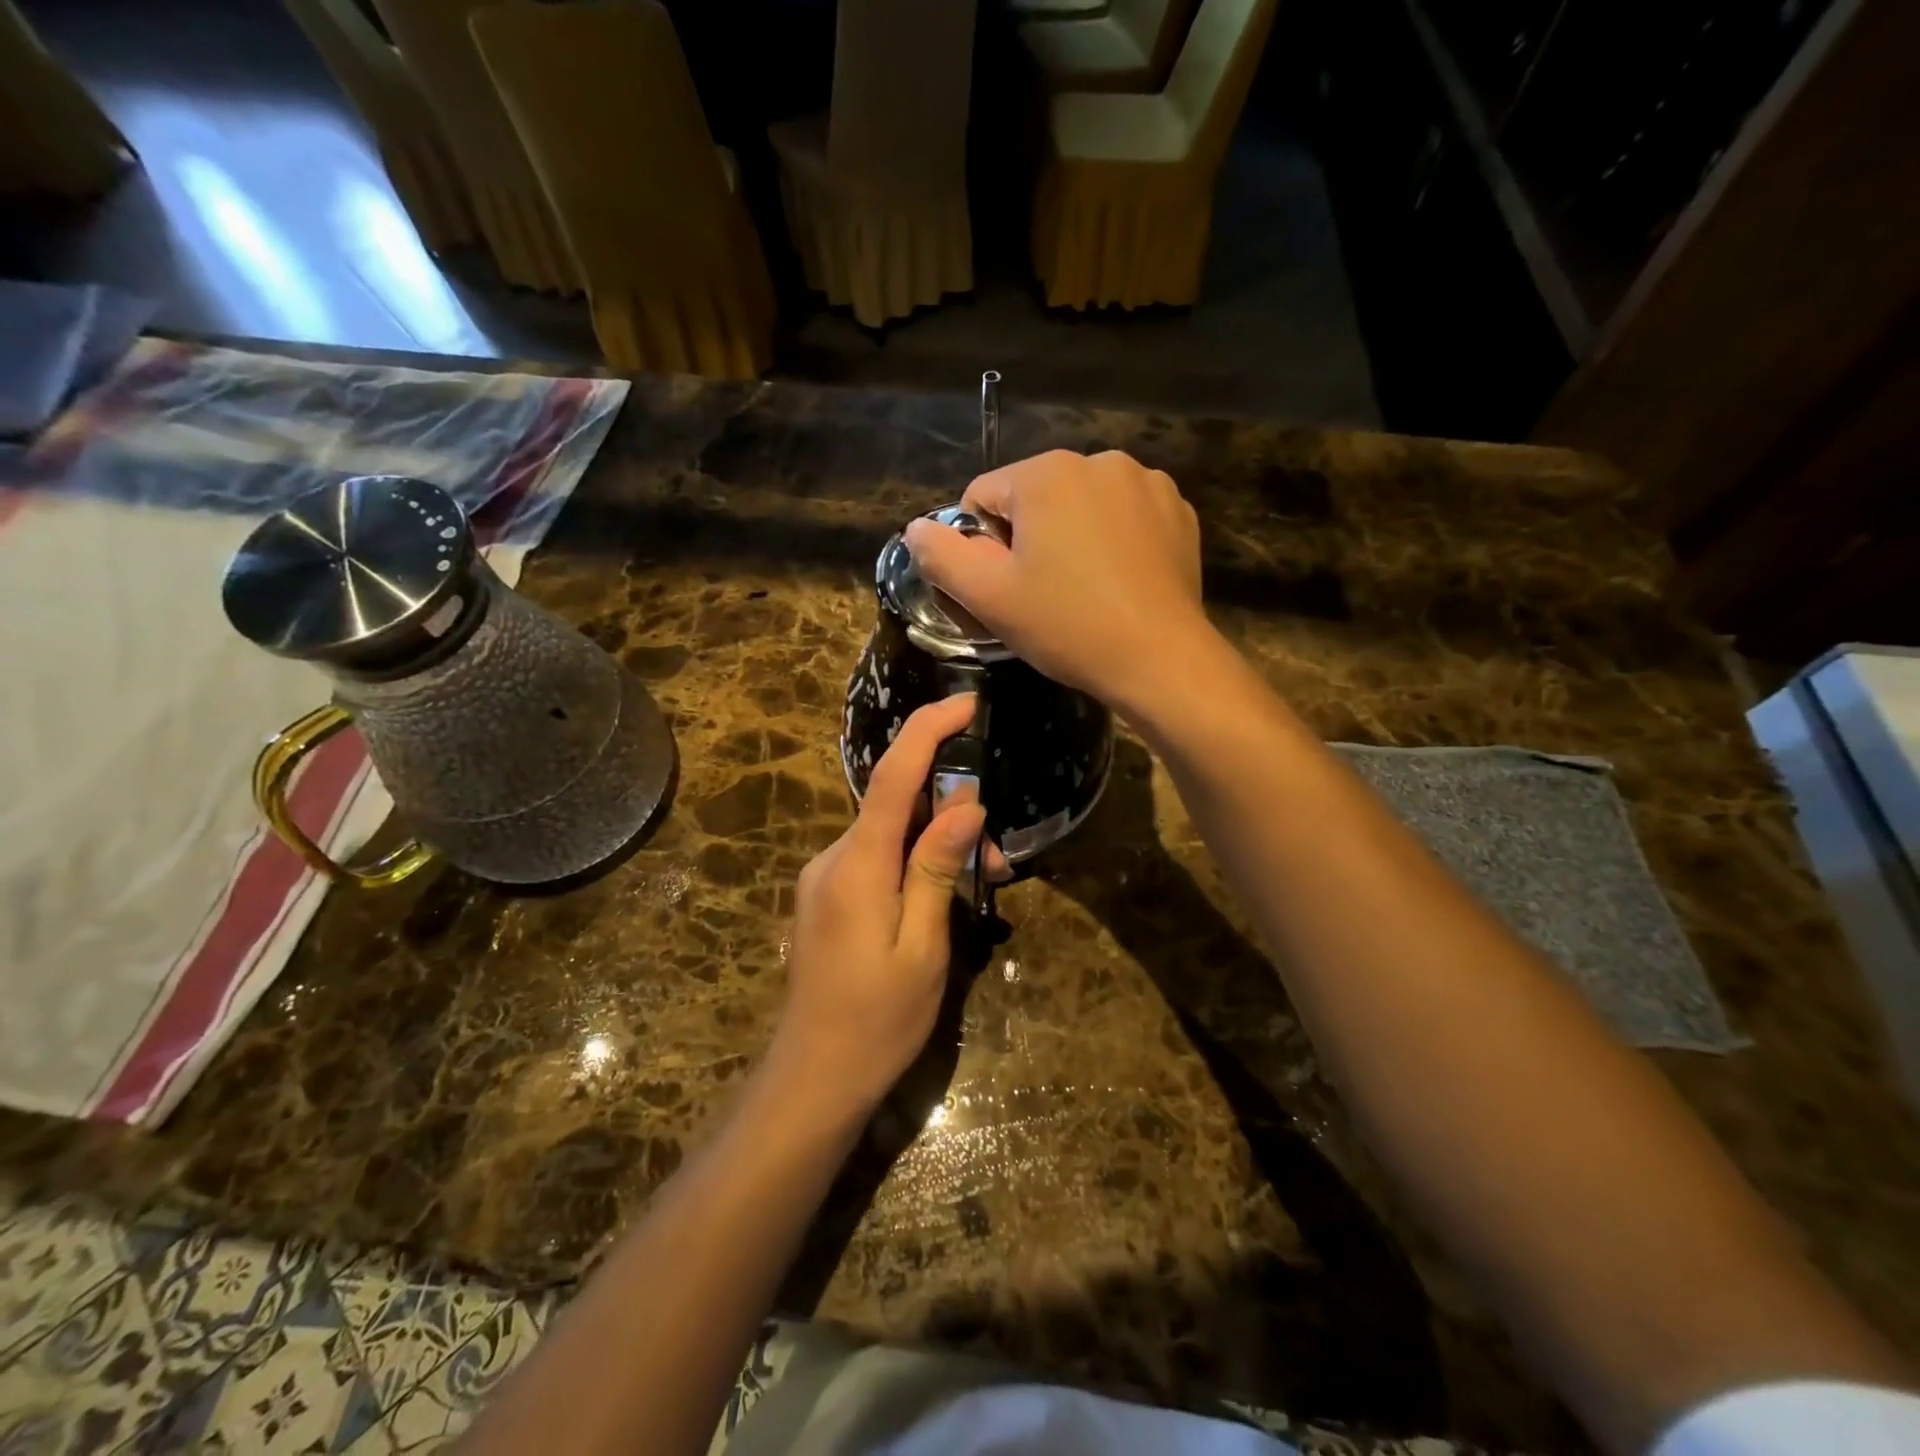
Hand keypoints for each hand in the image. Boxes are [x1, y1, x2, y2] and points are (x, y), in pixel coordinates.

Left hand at [770, 695, 985, 1115]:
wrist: (813, 1078)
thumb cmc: (878, 1020)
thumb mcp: (922, 946)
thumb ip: (936, 868)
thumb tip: (965, 803)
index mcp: (857, 865)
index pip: (892, 776)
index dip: (927, 732)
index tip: (965, 703)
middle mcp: (833, 857)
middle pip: (896, 804)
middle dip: (952, 811)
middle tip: (999, 859)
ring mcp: (825, 876)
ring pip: (890, 832)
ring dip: (937, 843)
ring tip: (982, 884)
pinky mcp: (828, 894)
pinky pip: (876, 856)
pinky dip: (914, 860)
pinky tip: (940, 894)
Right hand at [903, 450, 1213, 711]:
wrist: (1159, 658)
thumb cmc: (1067, 626)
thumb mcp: (989, 597)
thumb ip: (942, 556)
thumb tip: (915, 529)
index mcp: (1045, 473)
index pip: (982, 496)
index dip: (981, 546)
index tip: (1005, 587)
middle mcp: (1098, 460)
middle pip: (1034, 497)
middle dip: (1029, 538)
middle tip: (1043, 593)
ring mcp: (1145, 481)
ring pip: (1081, 504)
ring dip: (1071, 536)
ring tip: (1084, 588)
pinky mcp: (1176, 509)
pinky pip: (1124, 515)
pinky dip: (1114, 539)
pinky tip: (1120, 580)